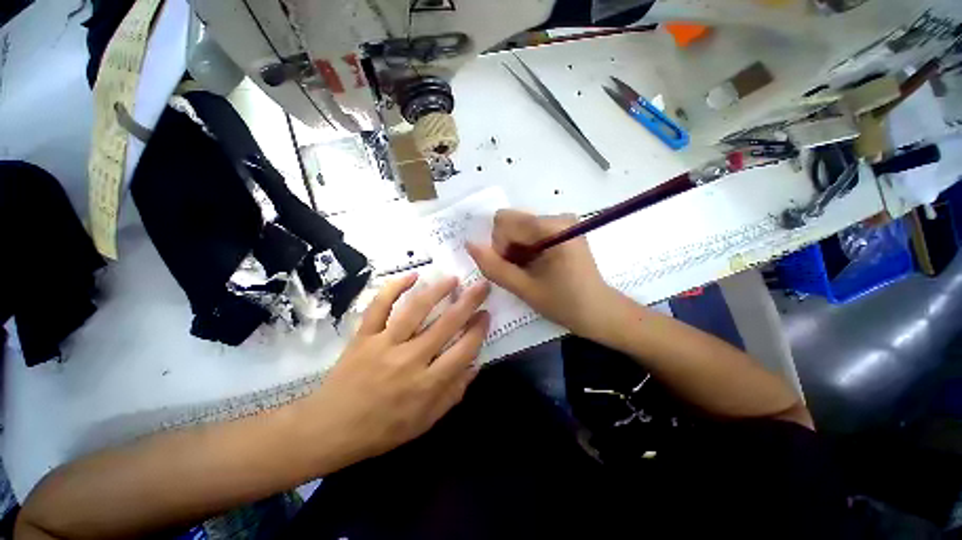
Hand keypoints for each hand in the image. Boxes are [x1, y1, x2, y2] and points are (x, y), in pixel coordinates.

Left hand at [302, 274, 489, 467]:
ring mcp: (385, 343)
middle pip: (446, 324)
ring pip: (416, 309)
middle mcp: (410, 359)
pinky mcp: (364, 335)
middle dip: (469, 302)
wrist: (330, 429)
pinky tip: (411, 275)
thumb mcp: (425, 422)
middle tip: (481, 285)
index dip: (479, 330)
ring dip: (438, 290)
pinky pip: (380, 306)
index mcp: (427, 384)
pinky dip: (394, 287)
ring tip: (453, 279)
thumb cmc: (382, 429)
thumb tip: (475, 365)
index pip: (463, 350)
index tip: (486, 314)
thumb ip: (453, 393)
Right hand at [466, 209, 617, 340]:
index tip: (512, 269)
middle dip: (507, 247)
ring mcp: (563, 221)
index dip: (499, 246)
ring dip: (516, 249)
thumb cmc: (564, 303)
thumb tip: (469, 244)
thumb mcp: (524, 288)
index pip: (504, 221)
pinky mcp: (564, 229)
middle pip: (512, 221)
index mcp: (552, 227)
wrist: (599, 311)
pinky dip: (526, 248)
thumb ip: (494, 266)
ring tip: (529, 271)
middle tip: (520, 271)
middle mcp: (558, 216)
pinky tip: (536, 265)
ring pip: (519, 226)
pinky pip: (531, 231)